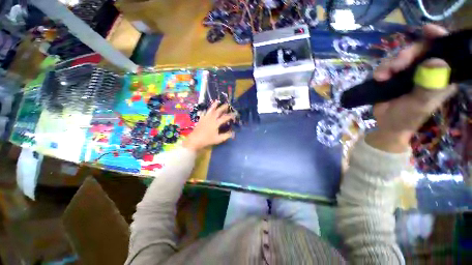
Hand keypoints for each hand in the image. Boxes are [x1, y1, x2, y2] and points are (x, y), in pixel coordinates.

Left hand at [183, 101, 234, 151]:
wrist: (195, 140)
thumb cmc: (207, 140)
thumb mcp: (218, 139)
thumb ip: (226, 135)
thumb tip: (233, 133)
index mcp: (216, 123)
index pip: (225, 117)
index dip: (231, 116)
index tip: (235, 114)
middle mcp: (211, 118)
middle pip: (218, 111)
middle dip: (223, 107)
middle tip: (227, 105)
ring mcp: (205, 117)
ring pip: (211, 109)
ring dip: (215, 105)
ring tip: (218, 101)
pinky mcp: (201, 119)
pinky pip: (205, 112)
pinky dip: (208, 110)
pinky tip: (209, 109)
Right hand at [366, 24, 456, 152]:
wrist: (387, 125)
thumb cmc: (407, 118)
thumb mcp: (420, 104)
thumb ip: (430, 85)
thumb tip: (436, 62)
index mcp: (441, 76)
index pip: (445, 51)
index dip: (438, 38)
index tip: (427, 30)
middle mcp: (427, 70)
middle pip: (420, 49)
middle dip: (406, 54)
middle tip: (395, 66)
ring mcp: (410, 72)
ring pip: (402, 56)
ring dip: (390, 64)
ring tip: (382, 77)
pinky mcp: (395, 75)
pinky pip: (389, 64)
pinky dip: (382, 69)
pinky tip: (379, 78)